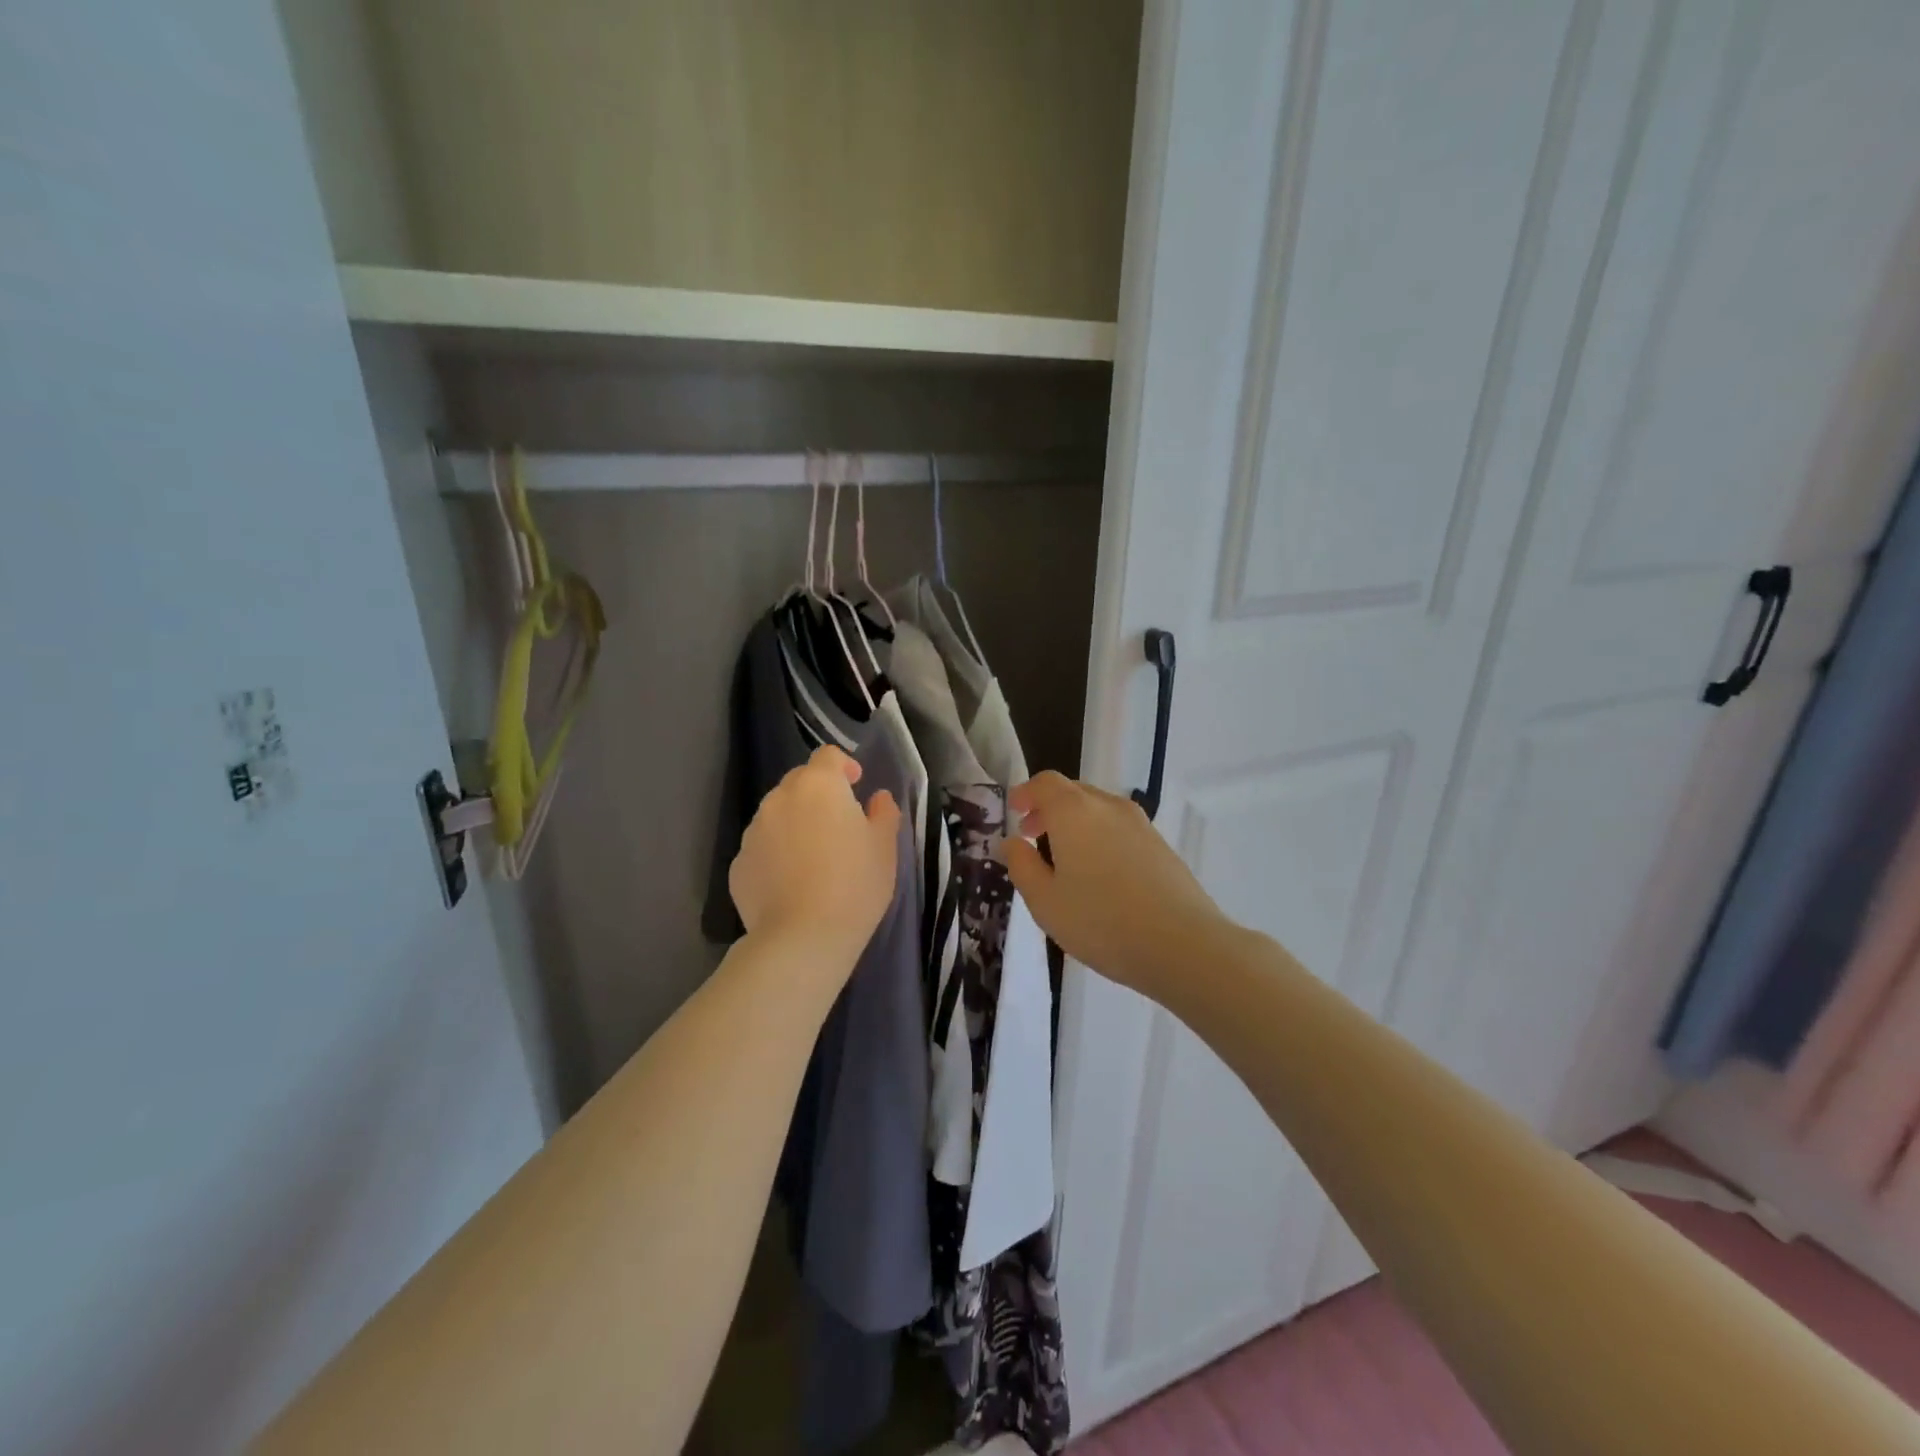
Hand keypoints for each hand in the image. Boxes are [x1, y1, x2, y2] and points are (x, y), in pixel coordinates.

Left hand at [730, 747, 899, 969]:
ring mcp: (753, 832)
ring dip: (795, 823)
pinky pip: (762, 847)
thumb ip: (883, 814)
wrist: (802, 938)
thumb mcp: (884, 848)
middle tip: (838, 823)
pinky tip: (791, 882)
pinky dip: (776, 854)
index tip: (856, 785)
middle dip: (818, 793)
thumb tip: (878, 799)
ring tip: (813, 857)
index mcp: (819, 786)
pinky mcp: (738, 864)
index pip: (827, 756)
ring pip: (777, 815)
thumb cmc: (854, 885)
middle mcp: (779, 799)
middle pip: (799, 782)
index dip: (843, 765)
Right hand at [999, 772, 1225, 998]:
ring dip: (1076, 824)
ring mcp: (1140, 824)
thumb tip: (1012, 842)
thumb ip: (1022, 866)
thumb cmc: (1101, 921)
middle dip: (1048, 808)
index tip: (1015, 812)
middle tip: (1032, 835)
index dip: (1026, 793)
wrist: (1183, 944)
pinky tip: (1100, 875)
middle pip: (1073, 792)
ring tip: (1065, 859)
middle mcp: (1108, 806)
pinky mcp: (1161, 845)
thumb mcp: (1045, 901)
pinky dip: (1100, 837)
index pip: (1045, 783)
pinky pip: (1120, 829)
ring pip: (1099, 810)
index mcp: (1074, 811)